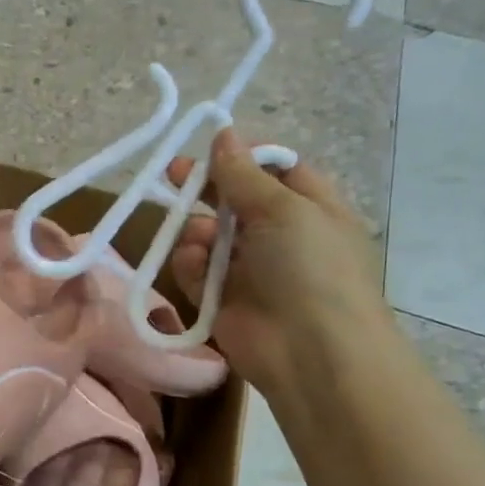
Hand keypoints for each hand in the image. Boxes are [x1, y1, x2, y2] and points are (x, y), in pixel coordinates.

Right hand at [168, 130, 389, 394]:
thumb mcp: (283, 209)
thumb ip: (244, 174)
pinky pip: (197, 273)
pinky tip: (193, 266)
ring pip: (210, 237)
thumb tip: (223, 133)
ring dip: (198, 231)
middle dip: (206, 188)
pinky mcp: (222, 302)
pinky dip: (191, 266)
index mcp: (312, 209)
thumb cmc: (311, 267)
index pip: (277, 171)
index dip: (245, 156)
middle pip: (236, 202)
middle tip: (172, 174)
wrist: (312, 352)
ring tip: (197, 238)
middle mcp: (281, 237)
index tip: (213, 145)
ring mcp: (250, 271)